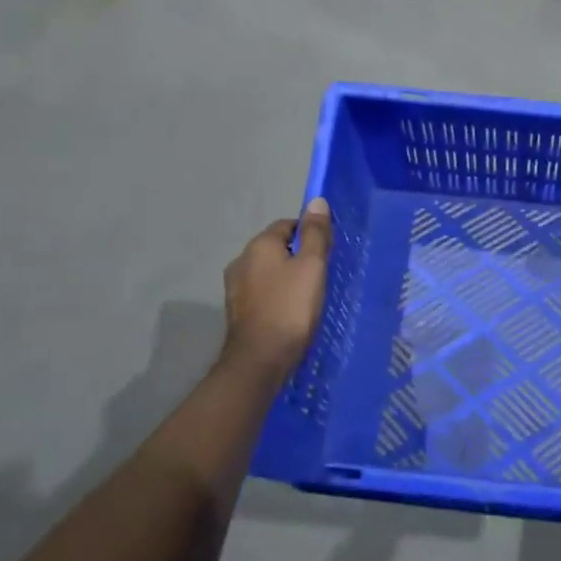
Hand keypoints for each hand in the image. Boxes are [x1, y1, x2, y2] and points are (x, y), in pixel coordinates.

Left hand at [223, 198, 332, 378]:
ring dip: (286, 277)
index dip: (309, 235)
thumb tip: (316, 201)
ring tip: (308, 296)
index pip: (288, 225)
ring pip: (268, 271)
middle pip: (276, 247)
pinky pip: (262, 292)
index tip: (326, 253)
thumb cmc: (291, 307)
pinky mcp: (236, 310)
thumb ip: (315, 233)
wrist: (260, 360)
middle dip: (298, 256)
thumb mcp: (312, 266)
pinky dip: (276, 295)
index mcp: (259, 244)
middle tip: (321, 275)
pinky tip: (290, 312)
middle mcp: (241, 260)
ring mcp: (235, 287)